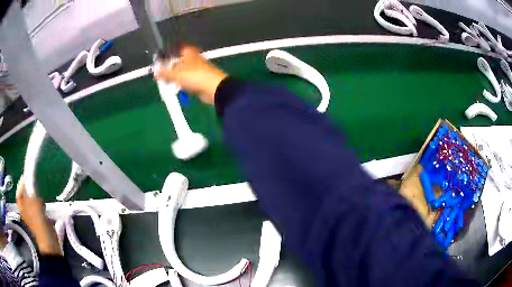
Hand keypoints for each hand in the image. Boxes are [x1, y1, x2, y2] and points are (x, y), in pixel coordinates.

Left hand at [15, 176, 61, 254]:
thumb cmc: (39, 225)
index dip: (23, 182)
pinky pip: (40, 210)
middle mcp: (25, 210)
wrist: (49, 246)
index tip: (28, 175)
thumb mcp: (34, 205)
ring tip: (42, 202)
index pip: (19, 190)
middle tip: (36, 190)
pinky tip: (46, 210)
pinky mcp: (40, 222)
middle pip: (27, 195)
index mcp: (21, 206)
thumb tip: (31, 179)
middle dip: (32, 191)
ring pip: (34, 202)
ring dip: (38, 200)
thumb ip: (32, 191)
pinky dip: (43, 208)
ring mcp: (33, 217)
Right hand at [154, 46, 227, 104]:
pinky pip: (187, 81)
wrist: (214, 89)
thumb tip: (155, 71)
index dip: (167, 54)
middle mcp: (193, 58)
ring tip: (166, 83)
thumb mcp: (175, 74)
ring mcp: (197, 69)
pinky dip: (182, 84)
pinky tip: (177, 89)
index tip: (159, 61)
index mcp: (189, 52)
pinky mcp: (200, 80)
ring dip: (175, 78)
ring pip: (182, 72)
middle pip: (178, 62)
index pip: (176, 49)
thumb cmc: (194, 76)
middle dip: (170, 69)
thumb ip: (164, 73)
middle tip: (160, 75)